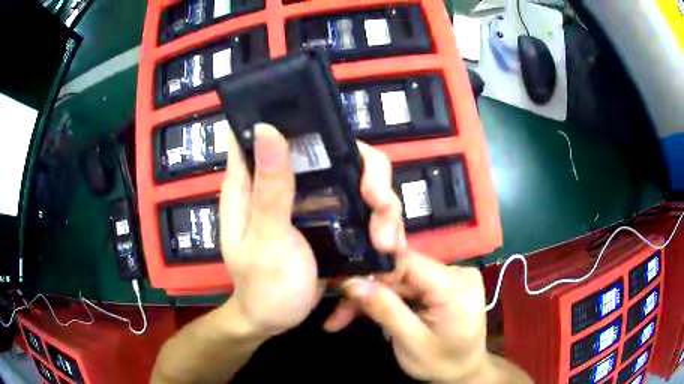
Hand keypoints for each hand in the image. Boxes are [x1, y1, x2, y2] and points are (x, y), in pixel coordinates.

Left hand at [220, 123, 405, 337]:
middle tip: (379, 201)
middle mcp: (286, 181)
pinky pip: (364, 205)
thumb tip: (268, 128)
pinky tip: (389, 244)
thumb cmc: (263, 286)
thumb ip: (269, 188)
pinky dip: (381, 219)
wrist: (277, 320)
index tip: (333, 130)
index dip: (299, 117)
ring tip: (387, 241)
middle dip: (366, 171)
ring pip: (357, 176)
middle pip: (333, 149)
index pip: (270, 129)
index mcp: (253, 181)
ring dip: (382, 203)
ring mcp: (312, 198)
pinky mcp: (332, 217)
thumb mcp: (265, 240)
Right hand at [339, 251, 491, 382]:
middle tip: (337, 315)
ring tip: (342, 319)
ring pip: (398, 279)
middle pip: (399, 271)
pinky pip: (407, 285)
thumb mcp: (411, 342)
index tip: (341, 285)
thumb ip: (385, 310)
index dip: (372, 268)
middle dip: (366, 292)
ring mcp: (451, 276)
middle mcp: (456, 271)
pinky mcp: (443, 283)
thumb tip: (351, 281)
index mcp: (456, 285)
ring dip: (371, 298)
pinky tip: (365, 313)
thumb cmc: (442, 362)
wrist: (464, 370)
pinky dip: (386, 299)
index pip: (407, 260)